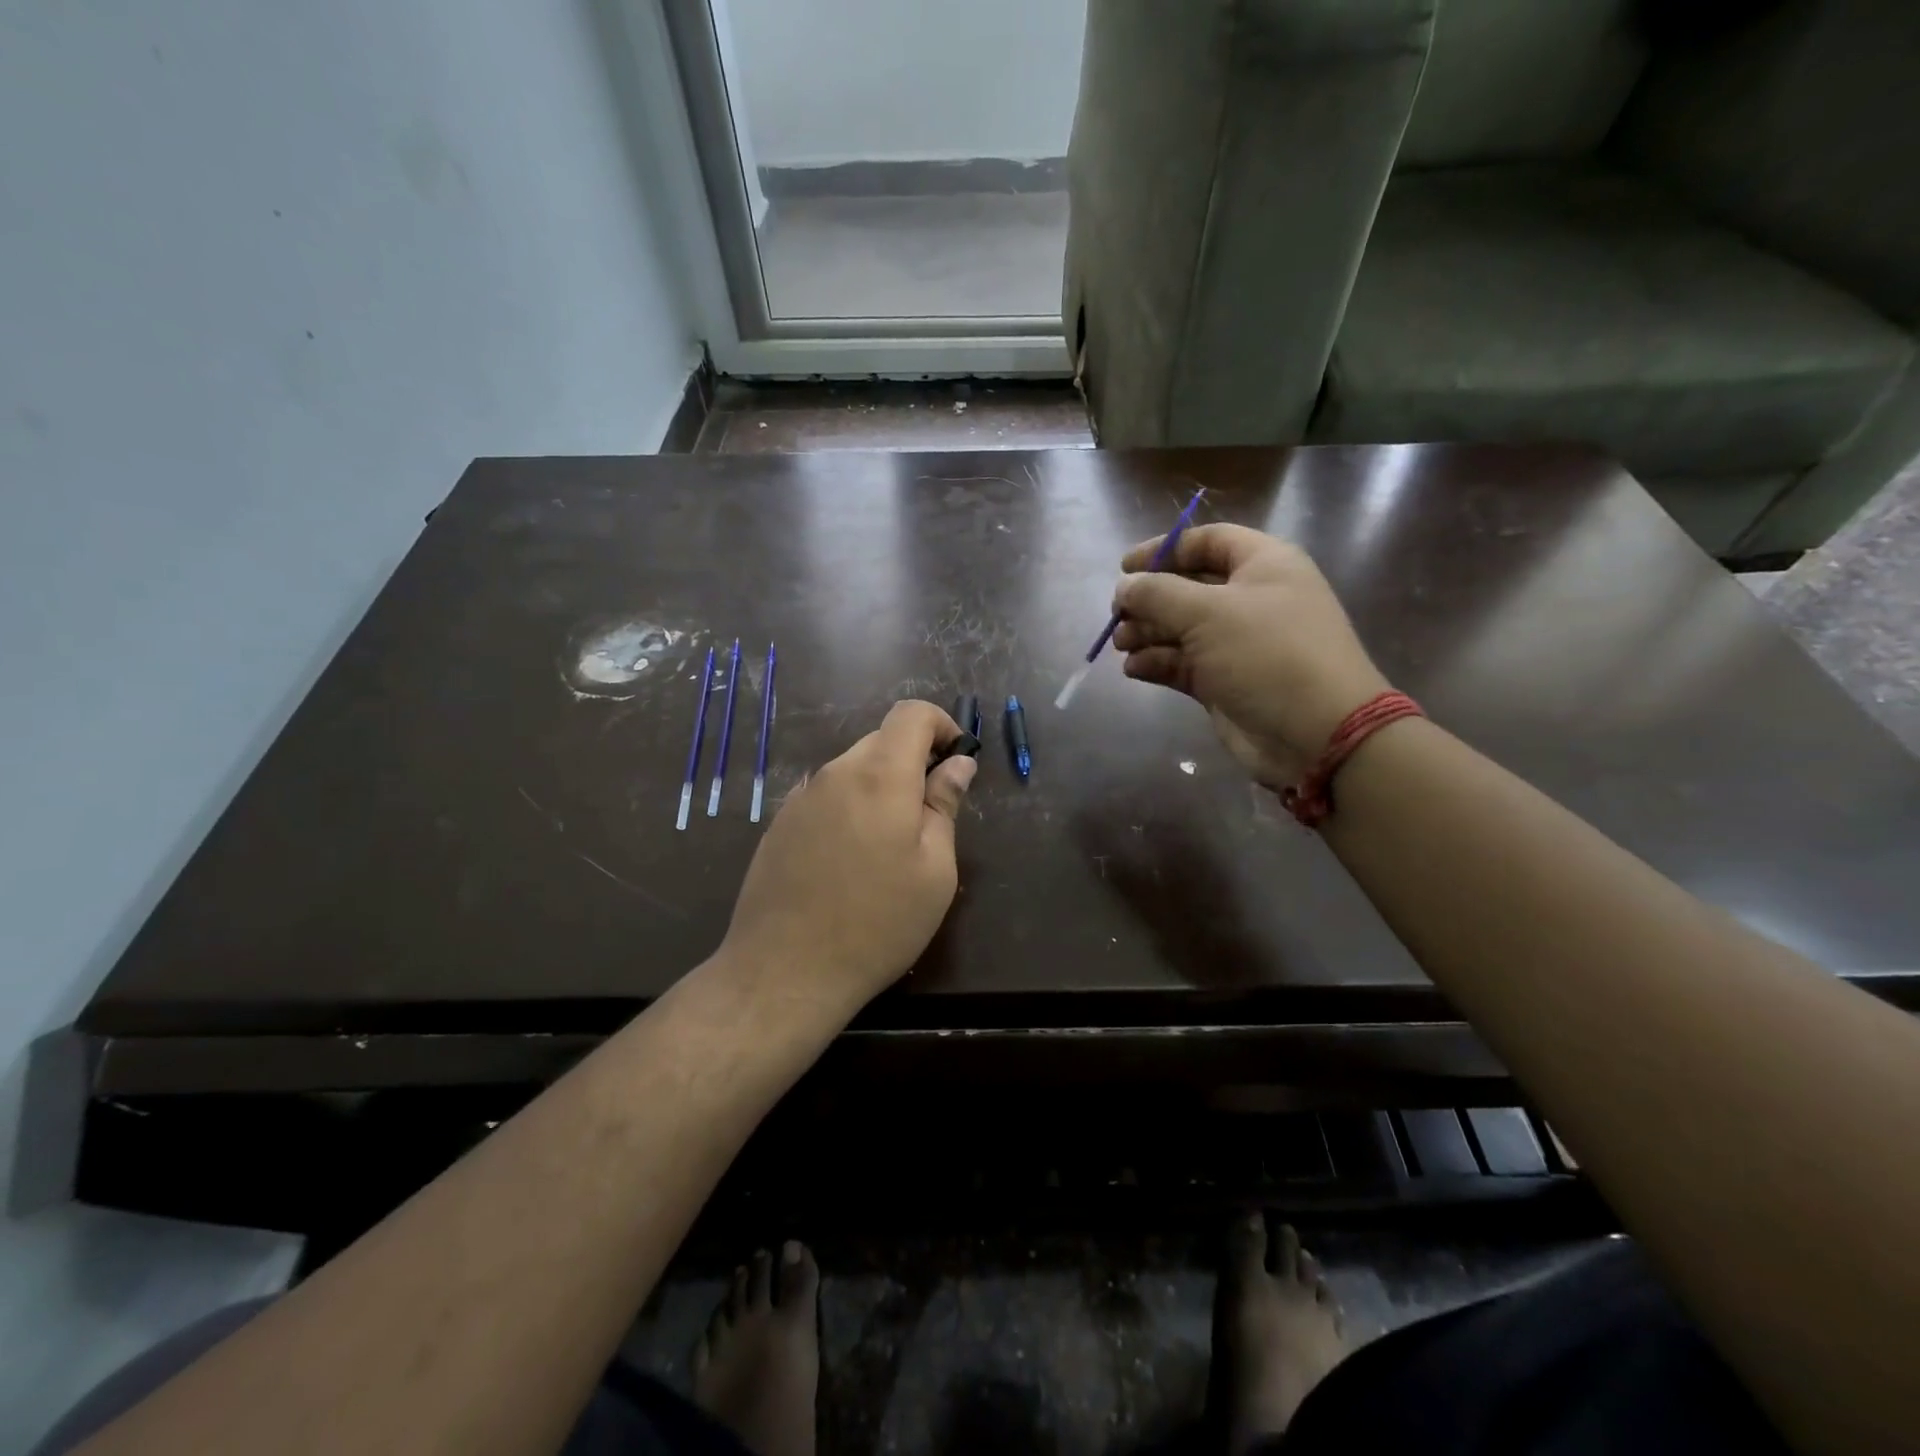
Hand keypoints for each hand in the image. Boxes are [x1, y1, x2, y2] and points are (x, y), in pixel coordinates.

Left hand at [719, 700, 977, 1011]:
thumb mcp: (934, 870)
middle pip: (882, 740)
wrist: (783, 972)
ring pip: (853, 769)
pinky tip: (851, 860)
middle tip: (931, 816)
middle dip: (914, 762)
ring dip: (881, 787)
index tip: (957, 761)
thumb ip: (944, 805)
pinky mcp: (780, 824)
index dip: (942, 725)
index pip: (912, 714)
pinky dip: (851, 807)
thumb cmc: (877, 924)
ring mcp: (801, 797)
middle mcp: (835, 773)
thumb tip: (958, 763)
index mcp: (880, 775)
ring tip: (890, 847)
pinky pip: (827, 796)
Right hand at [1111, 523, 1390, 788]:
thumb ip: (1158, 593)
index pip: (1207, 542)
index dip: (1164, 549)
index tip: (1124, 568)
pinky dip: (1157, 663)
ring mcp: (1238, 644)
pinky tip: (1134, 669)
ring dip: (1147, 633)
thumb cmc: (1266, 654)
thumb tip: (1124, 586)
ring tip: (1120, 646)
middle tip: (1117, 615)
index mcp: (1262, 566)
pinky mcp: (1225, 682)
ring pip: (1181, 629)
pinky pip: (1183, 664)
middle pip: (1188, 587)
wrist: (1316, 734)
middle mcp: (1251, 599)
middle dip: (1150, 599)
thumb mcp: (1207, 612)